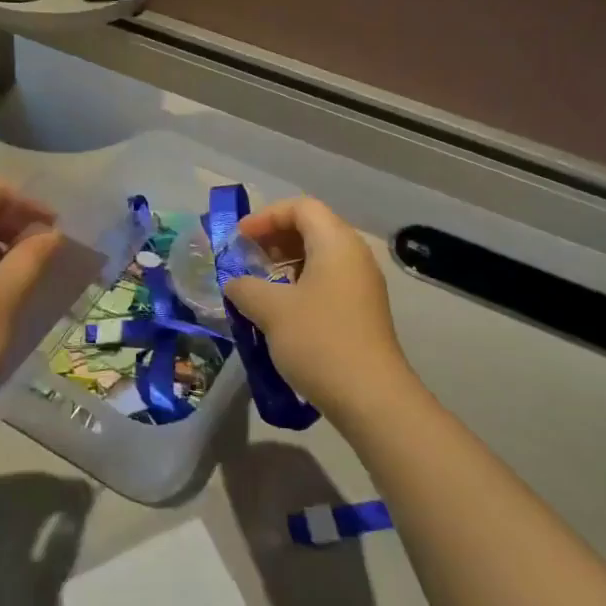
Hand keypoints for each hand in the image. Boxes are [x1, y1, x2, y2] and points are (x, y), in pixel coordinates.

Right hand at [222, 197, 418, 420]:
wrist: (371, 397)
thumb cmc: (319, 340)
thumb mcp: (271, 310)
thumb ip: (245, 288)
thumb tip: (235, 284)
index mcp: (337, 243)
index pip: (301, 208)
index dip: (266, 217)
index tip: (239, 238)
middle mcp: (354, 256)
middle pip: (313, 228)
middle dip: (275, 238)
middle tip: (246, 257)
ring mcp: (362, 285)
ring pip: (320, 256)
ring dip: (286, 262)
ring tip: (259, 283)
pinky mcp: (363, 311)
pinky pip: (328, 280)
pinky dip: (301, 283)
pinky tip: (281, 309)